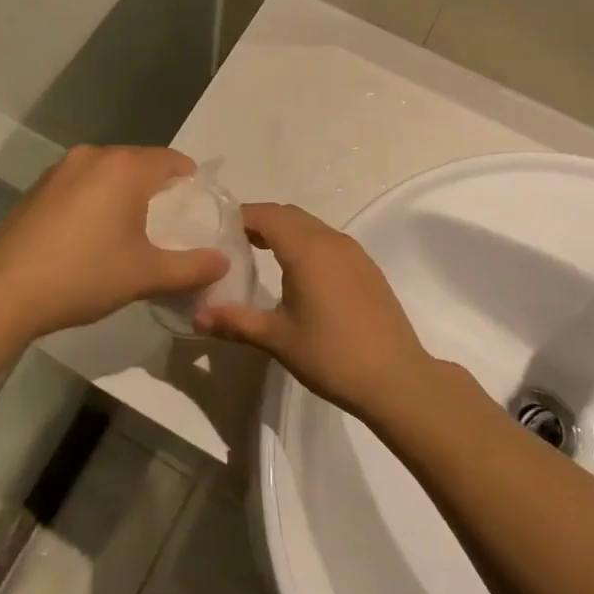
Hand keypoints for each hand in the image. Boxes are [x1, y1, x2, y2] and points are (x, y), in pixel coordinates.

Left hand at [0, 146, 228, 339]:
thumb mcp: (146, 275)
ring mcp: (60, 170)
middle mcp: (93, 157)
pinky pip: (81, 183)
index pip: (170, 159)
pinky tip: (92, 232)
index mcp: (125, 168)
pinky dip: (96, 199)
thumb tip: (223, 262)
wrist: (3, 291)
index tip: (198, 202)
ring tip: (132, 227)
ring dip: (123, 191)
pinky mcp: (38, 188)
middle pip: (138, 162)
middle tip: (170, 219)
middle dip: (157, 185)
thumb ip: (191, 267)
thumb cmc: (84, 275)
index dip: (189, 178)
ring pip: (107, 172)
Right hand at [195, 204, 433, 418]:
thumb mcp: (277, 339)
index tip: (216, 230)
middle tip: (232, 242)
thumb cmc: (332, 355)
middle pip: (288, 215)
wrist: (396, 378)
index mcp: (307, 249)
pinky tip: (297, 274)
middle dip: (260, 221)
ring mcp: (353, 252)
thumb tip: (197, 316)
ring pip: (311, 226)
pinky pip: (328, 241)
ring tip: (259, 255)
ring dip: (284, 232)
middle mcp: (331, 240)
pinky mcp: (366, 268)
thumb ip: (235, 322)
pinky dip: (306, 244)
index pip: (266, 215)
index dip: (240, 217)